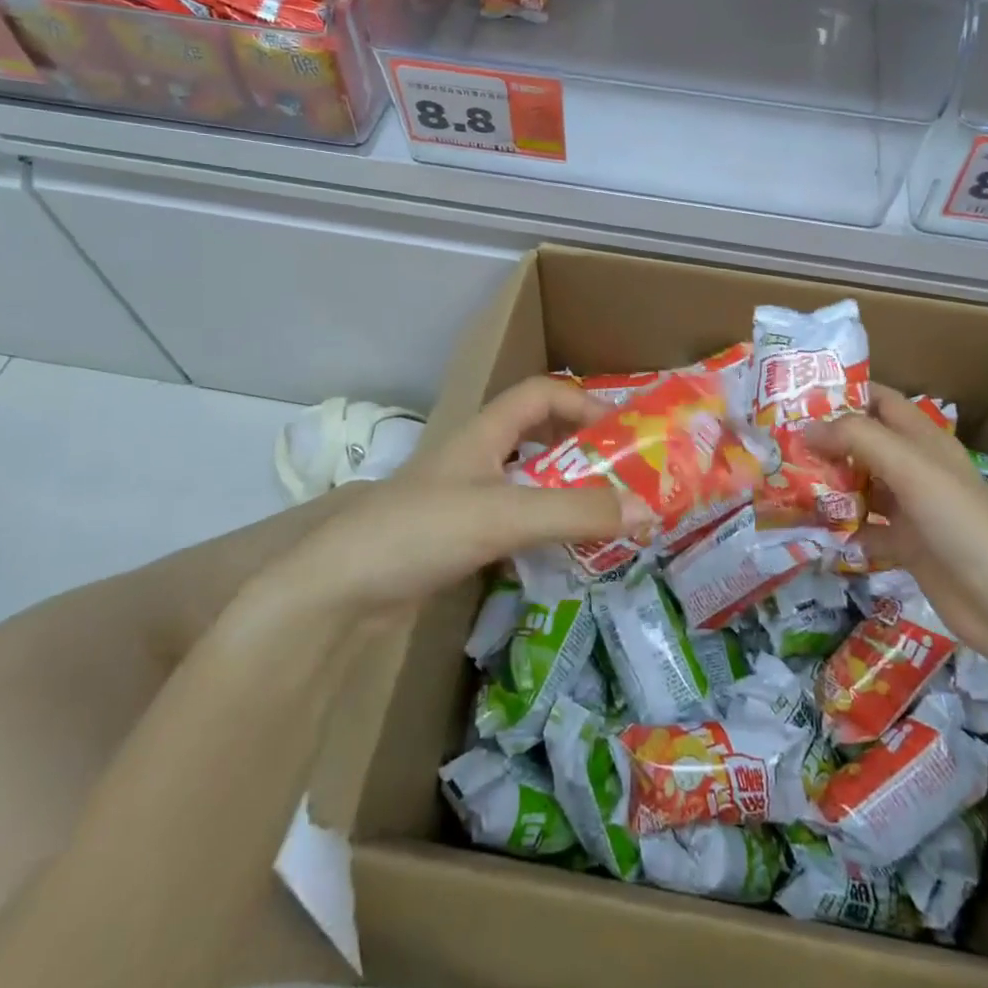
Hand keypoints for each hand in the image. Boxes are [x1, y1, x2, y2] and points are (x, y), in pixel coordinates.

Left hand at [279, 377, 640, 609]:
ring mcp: (464, 502)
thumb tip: (650, 511)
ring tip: (607, 521)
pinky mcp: (456, 541)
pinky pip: (513, 525)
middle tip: (625, 481)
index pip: (540, 393)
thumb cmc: (419, 531)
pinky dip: (542, 532)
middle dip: (582, 454)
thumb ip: (575, 513)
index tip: (622, 434)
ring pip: (527, 485)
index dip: (582, 403)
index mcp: (483, 434)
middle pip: (537, 438)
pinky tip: (562, 556)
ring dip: (565, 496)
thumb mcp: (504, 514)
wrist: (337, 593)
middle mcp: (475, 460)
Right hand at [807, 384, 987, 655]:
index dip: (843, 392)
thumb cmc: (961, 522)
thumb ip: (857, 439)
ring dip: (827, 484)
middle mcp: (915, 468)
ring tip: (782, 482)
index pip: (879, 400)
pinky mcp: (905, 546)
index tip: (796, 396)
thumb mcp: (910, 468)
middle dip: (824, 441)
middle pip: (863, 443)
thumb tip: (806, 428)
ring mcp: (911, 508)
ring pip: (859, 485)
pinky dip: (839, 527)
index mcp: (923, 439)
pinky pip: (863, 528)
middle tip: (777, 443)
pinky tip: (809, 530)